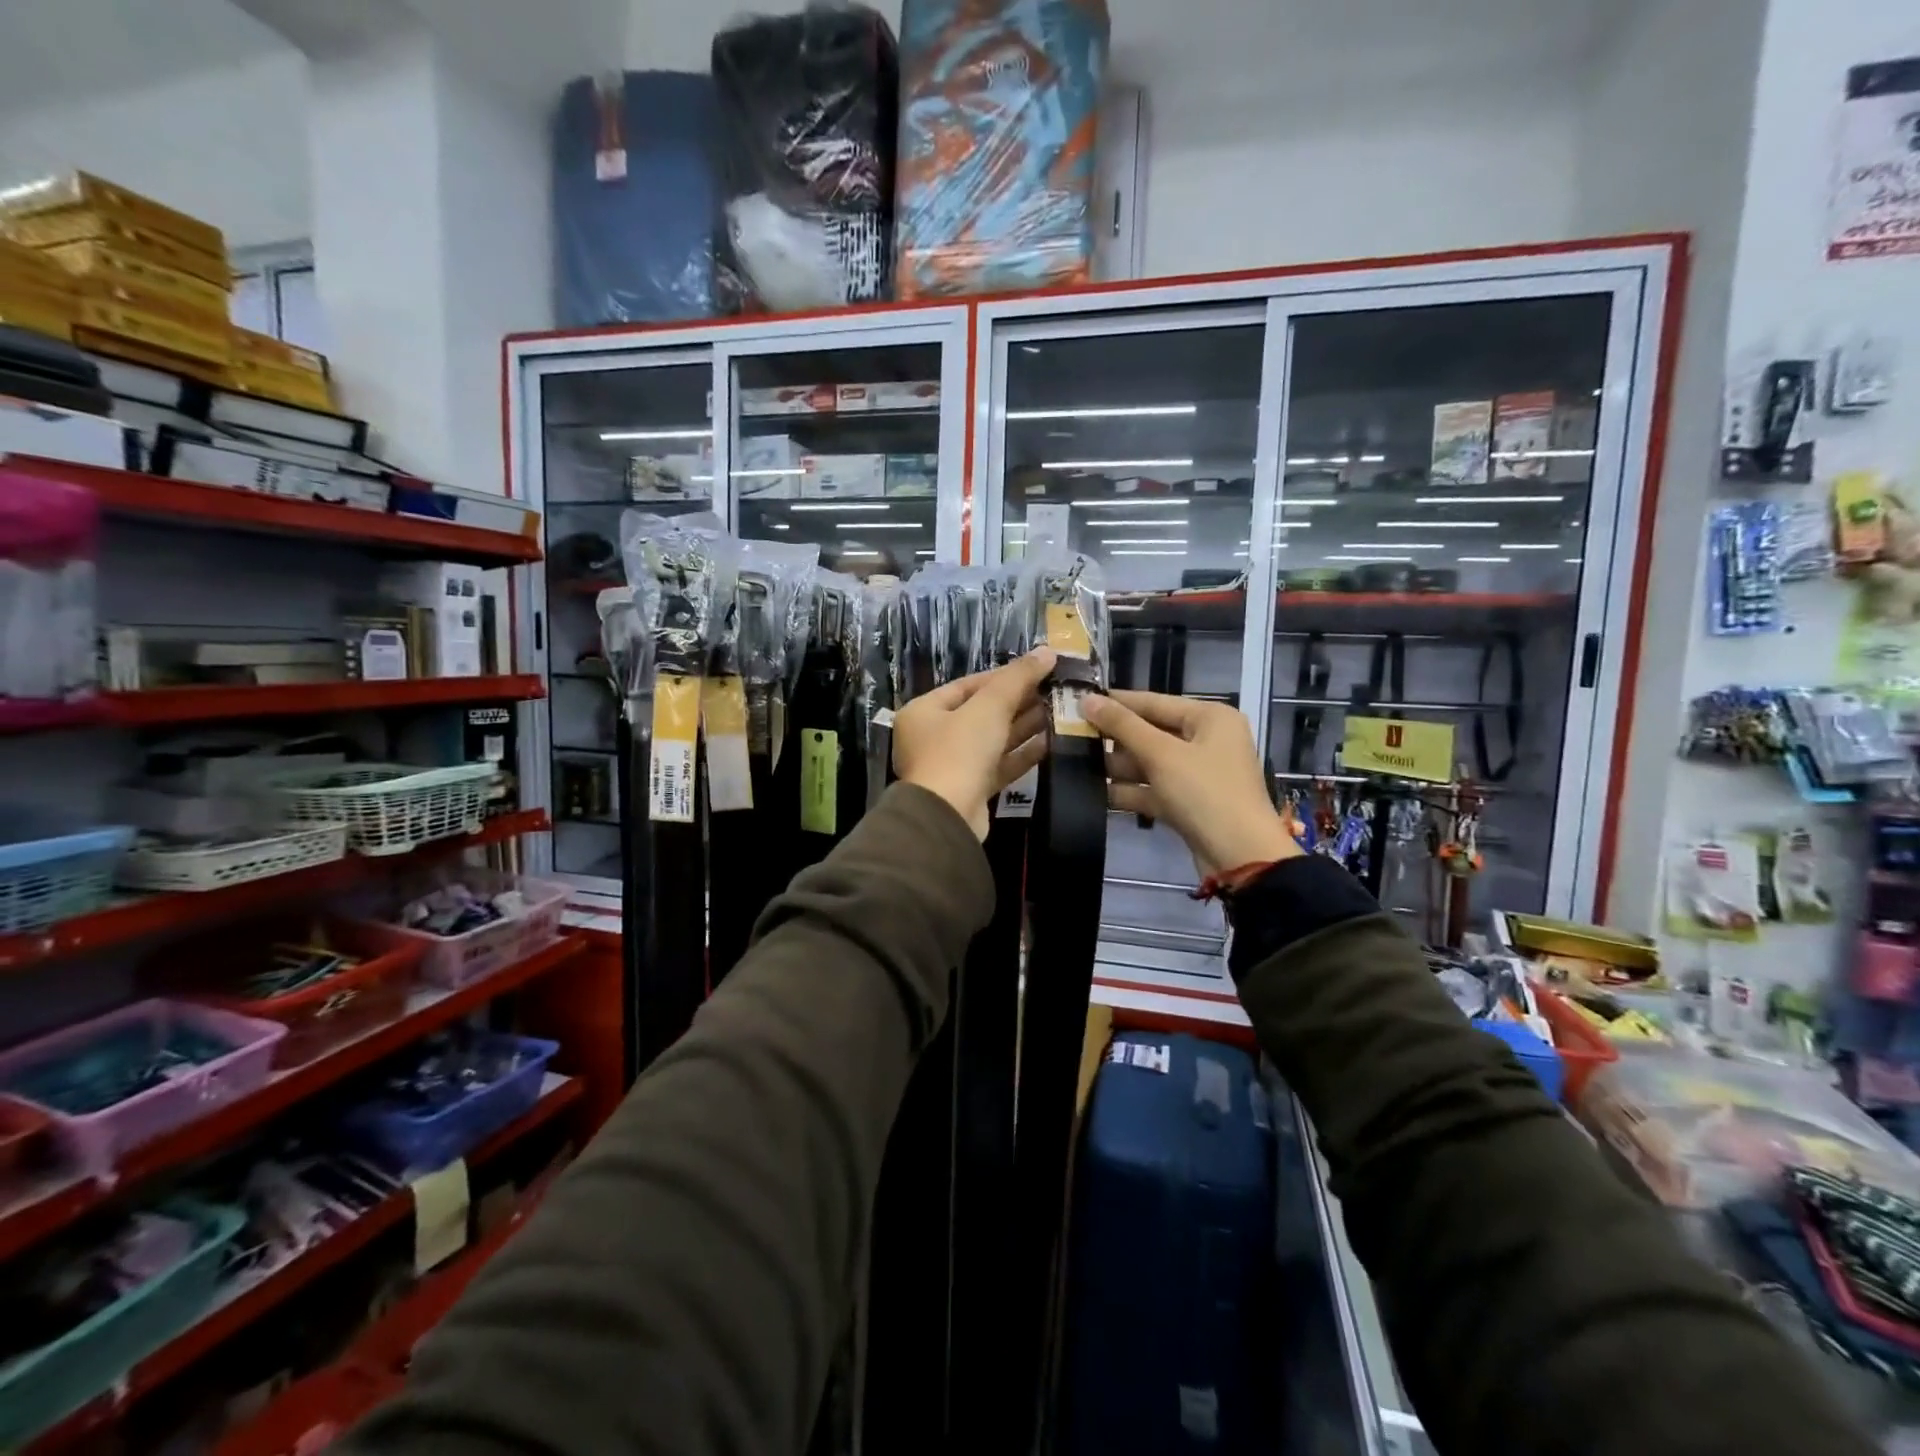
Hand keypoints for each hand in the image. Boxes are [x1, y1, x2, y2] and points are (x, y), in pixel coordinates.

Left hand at [893, 649, 1054, 839]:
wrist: (948, 817)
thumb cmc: (959, 751)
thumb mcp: (989, 707)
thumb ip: (1018, 678)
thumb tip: (1047, 651)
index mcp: (924, 712)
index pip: (967, 686)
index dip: (1003, 676)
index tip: (1037, 670)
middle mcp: (932, 737)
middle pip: (980, 713)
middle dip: (1017, 702)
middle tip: (1053, 691)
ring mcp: (952, 766)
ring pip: (992, 740)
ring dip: (1023, 727)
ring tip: (1057, 712)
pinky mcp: (971, 790)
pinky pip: (998, 765)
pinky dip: (1021, 754)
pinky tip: (1050, 743)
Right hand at [1082, 690, 1301, 877]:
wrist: (1241, 857)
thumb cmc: (1205, 793)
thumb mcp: (1161, 754)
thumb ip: (1122, 725)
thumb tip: (1086, 699)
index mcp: (1210, 718)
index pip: (1154, 702)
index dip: (1116, 703)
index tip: (1077, 701)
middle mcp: (1206, 740)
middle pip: (1150, 732)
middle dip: (1114, 739)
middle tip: (1071, 736)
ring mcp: (1198, 774)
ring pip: (1149, 763)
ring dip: (1117, 767)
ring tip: (1076, 765)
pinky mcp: (1188, 803)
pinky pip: (1154, 789)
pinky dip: (1130, 791)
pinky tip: (1095, 794)